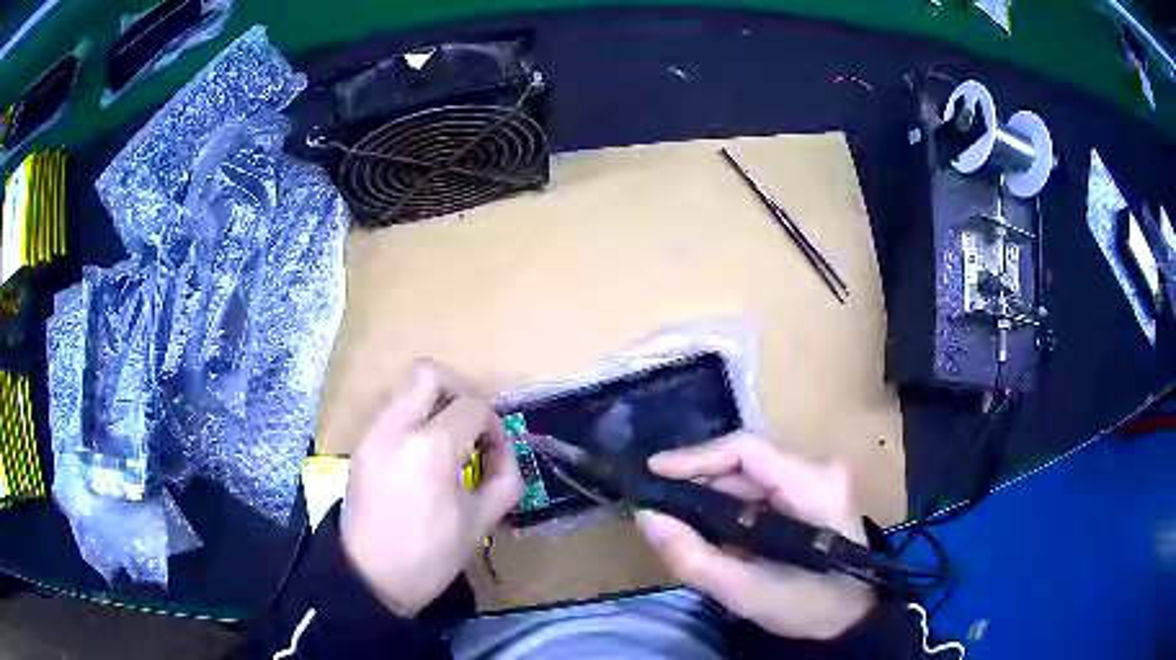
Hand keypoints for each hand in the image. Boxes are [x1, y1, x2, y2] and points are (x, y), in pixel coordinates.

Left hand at [340, 362, 523, 614]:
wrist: (369, 578)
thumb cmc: (430, 557)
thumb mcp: (480, 522)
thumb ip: (505, 479)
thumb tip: (504, 453)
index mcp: (431, 448)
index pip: (472, 406)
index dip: (493, 425)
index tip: (496, 453)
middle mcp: (396, 427)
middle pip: (429, 373)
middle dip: (460, 390)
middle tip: (472, 423)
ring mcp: (372, 434)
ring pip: (406, 390)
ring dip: (434, 405)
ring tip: (448, 443)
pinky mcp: (360, 446)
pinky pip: (391, 414)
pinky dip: (414, 421)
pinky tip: (423, 458)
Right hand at [635, 433, 875, 639]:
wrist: (853, 615)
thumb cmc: (808, 604)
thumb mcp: (745, 591)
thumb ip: (693, 556)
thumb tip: (648, 516)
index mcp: (812, 484)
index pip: (746, 450)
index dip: (695, 457)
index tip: (653, 471)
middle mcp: (817, 469)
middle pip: (745, 461)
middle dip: (698, 481)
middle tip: (659, 505)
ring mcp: (817, 479)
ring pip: (751, 474)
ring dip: (711, 494)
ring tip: (678, 518)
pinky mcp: (812, 493)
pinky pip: (761, 489)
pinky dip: (729, 506)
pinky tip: (709, 525)